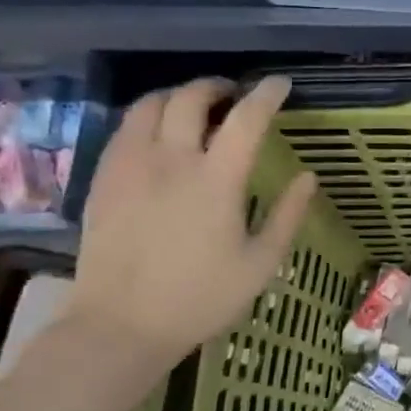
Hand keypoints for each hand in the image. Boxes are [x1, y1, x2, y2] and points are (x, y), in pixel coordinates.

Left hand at [63, 76, 316, 369]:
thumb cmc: (200, 297)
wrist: (120, 326)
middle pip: (190, 98)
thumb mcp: (260, 263)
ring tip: (195, 109)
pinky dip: (149, 119)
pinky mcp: (103, 180)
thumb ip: (287, 215)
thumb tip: (308, 177)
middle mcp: (170, 161)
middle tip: (234, 95)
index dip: (266, 94)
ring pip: (149, 105)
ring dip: (178, 97)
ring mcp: (130, 167)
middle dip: (217, 86)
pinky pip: (125, 130)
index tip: (281, 84)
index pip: (246, 119)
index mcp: (215, 181)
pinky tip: (160, 138)